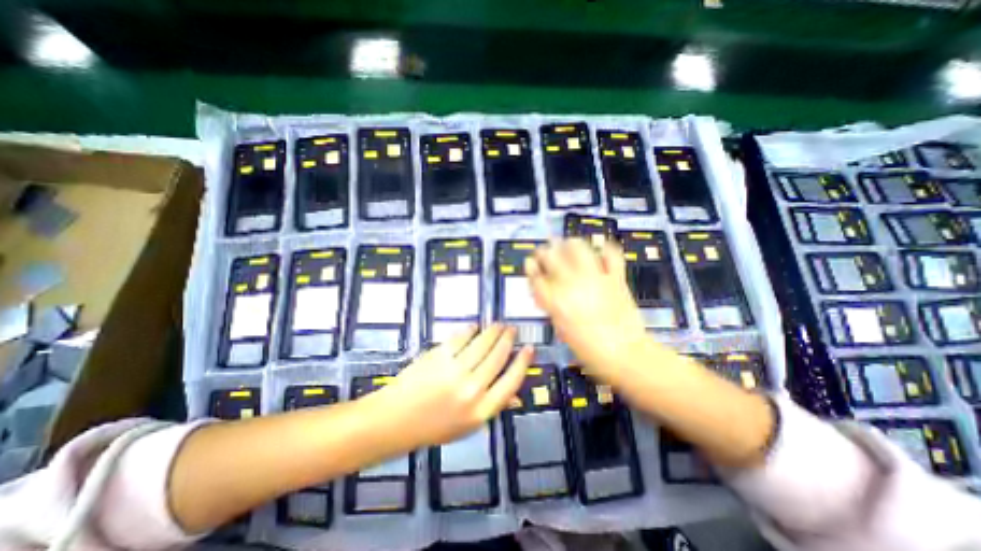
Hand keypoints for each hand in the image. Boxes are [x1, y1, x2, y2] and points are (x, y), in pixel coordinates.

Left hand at [371, 323, 532, 446]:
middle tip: (512, 329)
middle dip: (508, 340)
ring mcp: (454, 371)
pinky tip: (474, 327)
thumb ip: (493, 407)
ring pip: (483, 344)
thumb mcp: (467, 426)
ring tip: (498, 325)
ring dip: (493, 331)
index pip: (511, 382)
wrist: (394, 420)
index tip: (529, 348)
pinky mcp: (439, 356)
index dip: (523, 362)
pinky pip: (461, 338)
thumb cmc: (433, 427)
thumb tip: (517, 396)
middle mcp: (471, 389)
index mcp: (481, 411)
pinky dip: (470, 330)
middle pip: (498, 357)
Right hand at [525, 239, 650, 384]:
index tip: (530, 262)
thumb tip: (547, 294)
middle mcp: (571, 285)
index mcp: (555, 301)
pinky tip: (600, 246)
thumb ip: (552, 307)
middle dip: (544, 251)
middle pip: (551, 257)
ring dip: (570, 244)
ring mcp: (594, 278)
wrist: (624, 354)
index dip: (530, 267)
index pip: (535, 277)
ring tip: (568, 244)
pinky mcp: (615, 278)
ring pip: (577, 248)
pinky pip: (611, 256)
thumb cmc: (589, 350)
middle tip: (545, 251)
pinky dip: (606, 248)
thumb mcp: (562, 329)